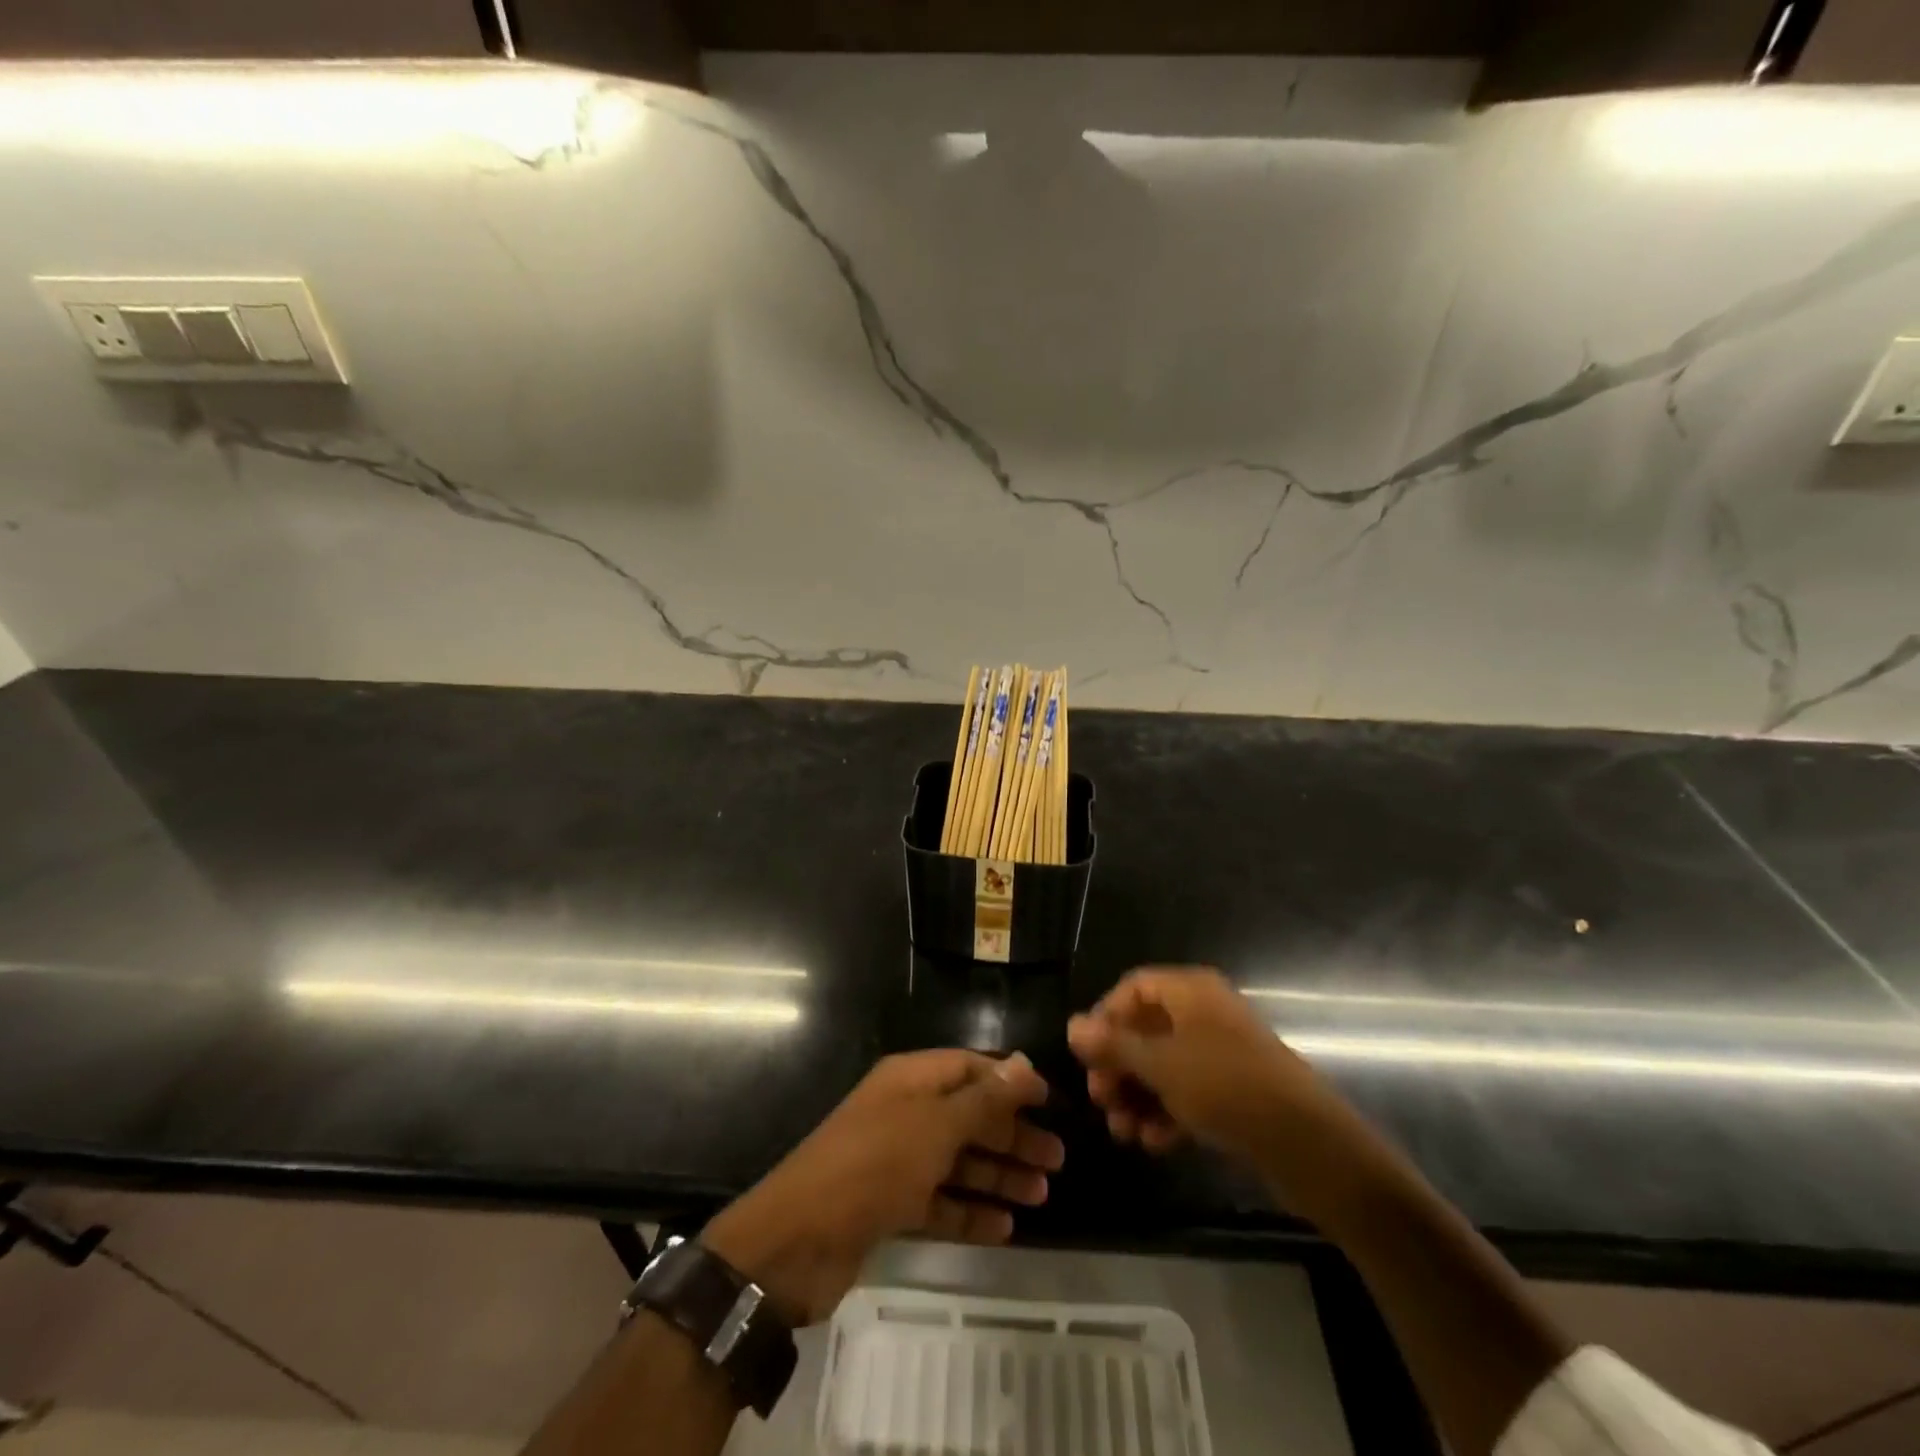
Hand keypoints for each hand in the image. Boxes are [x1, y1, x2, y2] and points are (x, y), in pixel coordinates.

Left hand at [701, 1050, 1064, 1324]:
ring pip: (957, 1161)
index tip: (1050, 1101)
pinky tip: (1005, 1228)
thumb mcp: (935, 1126)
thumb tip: (1024, 1062)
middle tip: (1057, 1159)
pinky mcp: (888, 1206)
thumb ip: (983, 1099)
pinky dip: (970, 1212)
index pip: (969, 1067)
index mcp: (911, 1080)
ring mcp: (895, 1160)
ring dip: (998, 1175)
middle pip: (968, 1116)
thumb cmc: (874, 1165)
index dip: (1009, 1081)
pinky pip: (939, 1202)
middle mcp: (904, 1113)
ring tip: (1042, 1194)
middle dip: (1011, 1134)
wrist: (797, 1240)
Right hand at [1068, 967, 1330, 1159]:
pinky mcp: (1233, 1089)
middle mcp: (1204, 1013)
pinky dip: (1167, 1112)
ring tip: (1123, 1132)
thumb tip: (1072, 1025)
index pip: (1133, 988)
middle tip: (1101, 1101)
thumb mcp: (1160, 1065)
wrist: (1306, 1141)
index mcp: (1190, 991)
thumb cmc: (1224, 1086)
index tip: (1085, 1056)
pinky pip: (1188, 1091)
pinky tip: (1154, 1143)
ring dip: (1138, 1096)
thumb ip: (1113, 1046)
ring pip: (1164, 1066)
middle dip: (1119, 1067)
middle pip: (1145, 1029)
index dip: (1104, 1017)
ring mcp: (1220, 1052)